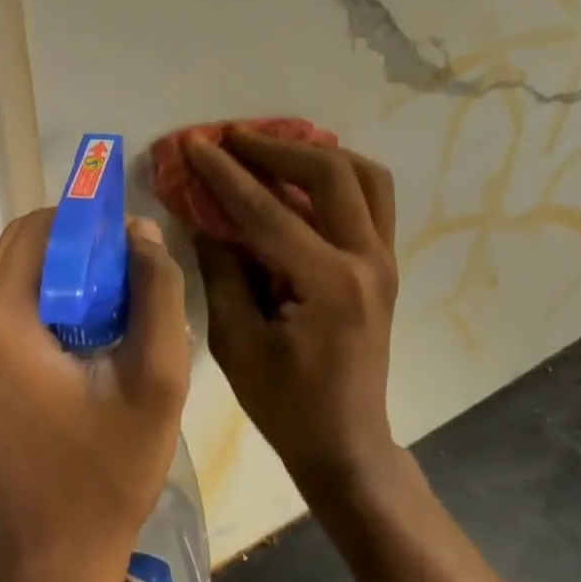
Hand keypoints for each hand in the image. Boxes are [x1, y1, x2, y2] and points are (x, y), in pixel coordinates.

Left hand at [0, 210, 190, 581]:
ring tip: (120, 305)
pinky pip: (11, 302)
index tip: (135, 243)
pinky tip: (92, 331)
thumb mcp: (158, 377)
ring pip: (18, 271)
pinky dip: (52, 298)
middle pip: (25, 245)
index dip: (91, 222)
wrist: (55, 555)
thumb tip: (140, 230)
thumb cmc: (108, 471)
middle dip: (81, 246)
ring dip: (68, 272)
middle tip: (132, 275)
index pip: (42, 227)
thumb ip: (157, 291)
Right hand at [185, 129, 400, 493]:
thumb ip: (222, 272)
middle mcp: (367, 260)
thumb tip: (206, 221)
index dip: (226, 175)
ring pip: (364, 176)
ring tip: (273, 150)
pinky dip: (338, 176)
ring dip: (316, 153)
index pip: (269, 211)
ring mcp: (385, 259)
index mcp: (329, 284)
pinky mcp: (385, 264)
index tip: (196, 144)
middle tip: (234, 138)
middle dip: (276, 148)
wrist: (347, 443)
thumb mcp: (237, 342)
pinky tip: (302, 178)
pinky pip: (372, 198)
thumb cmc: (286, 405)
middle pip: (330, 173)